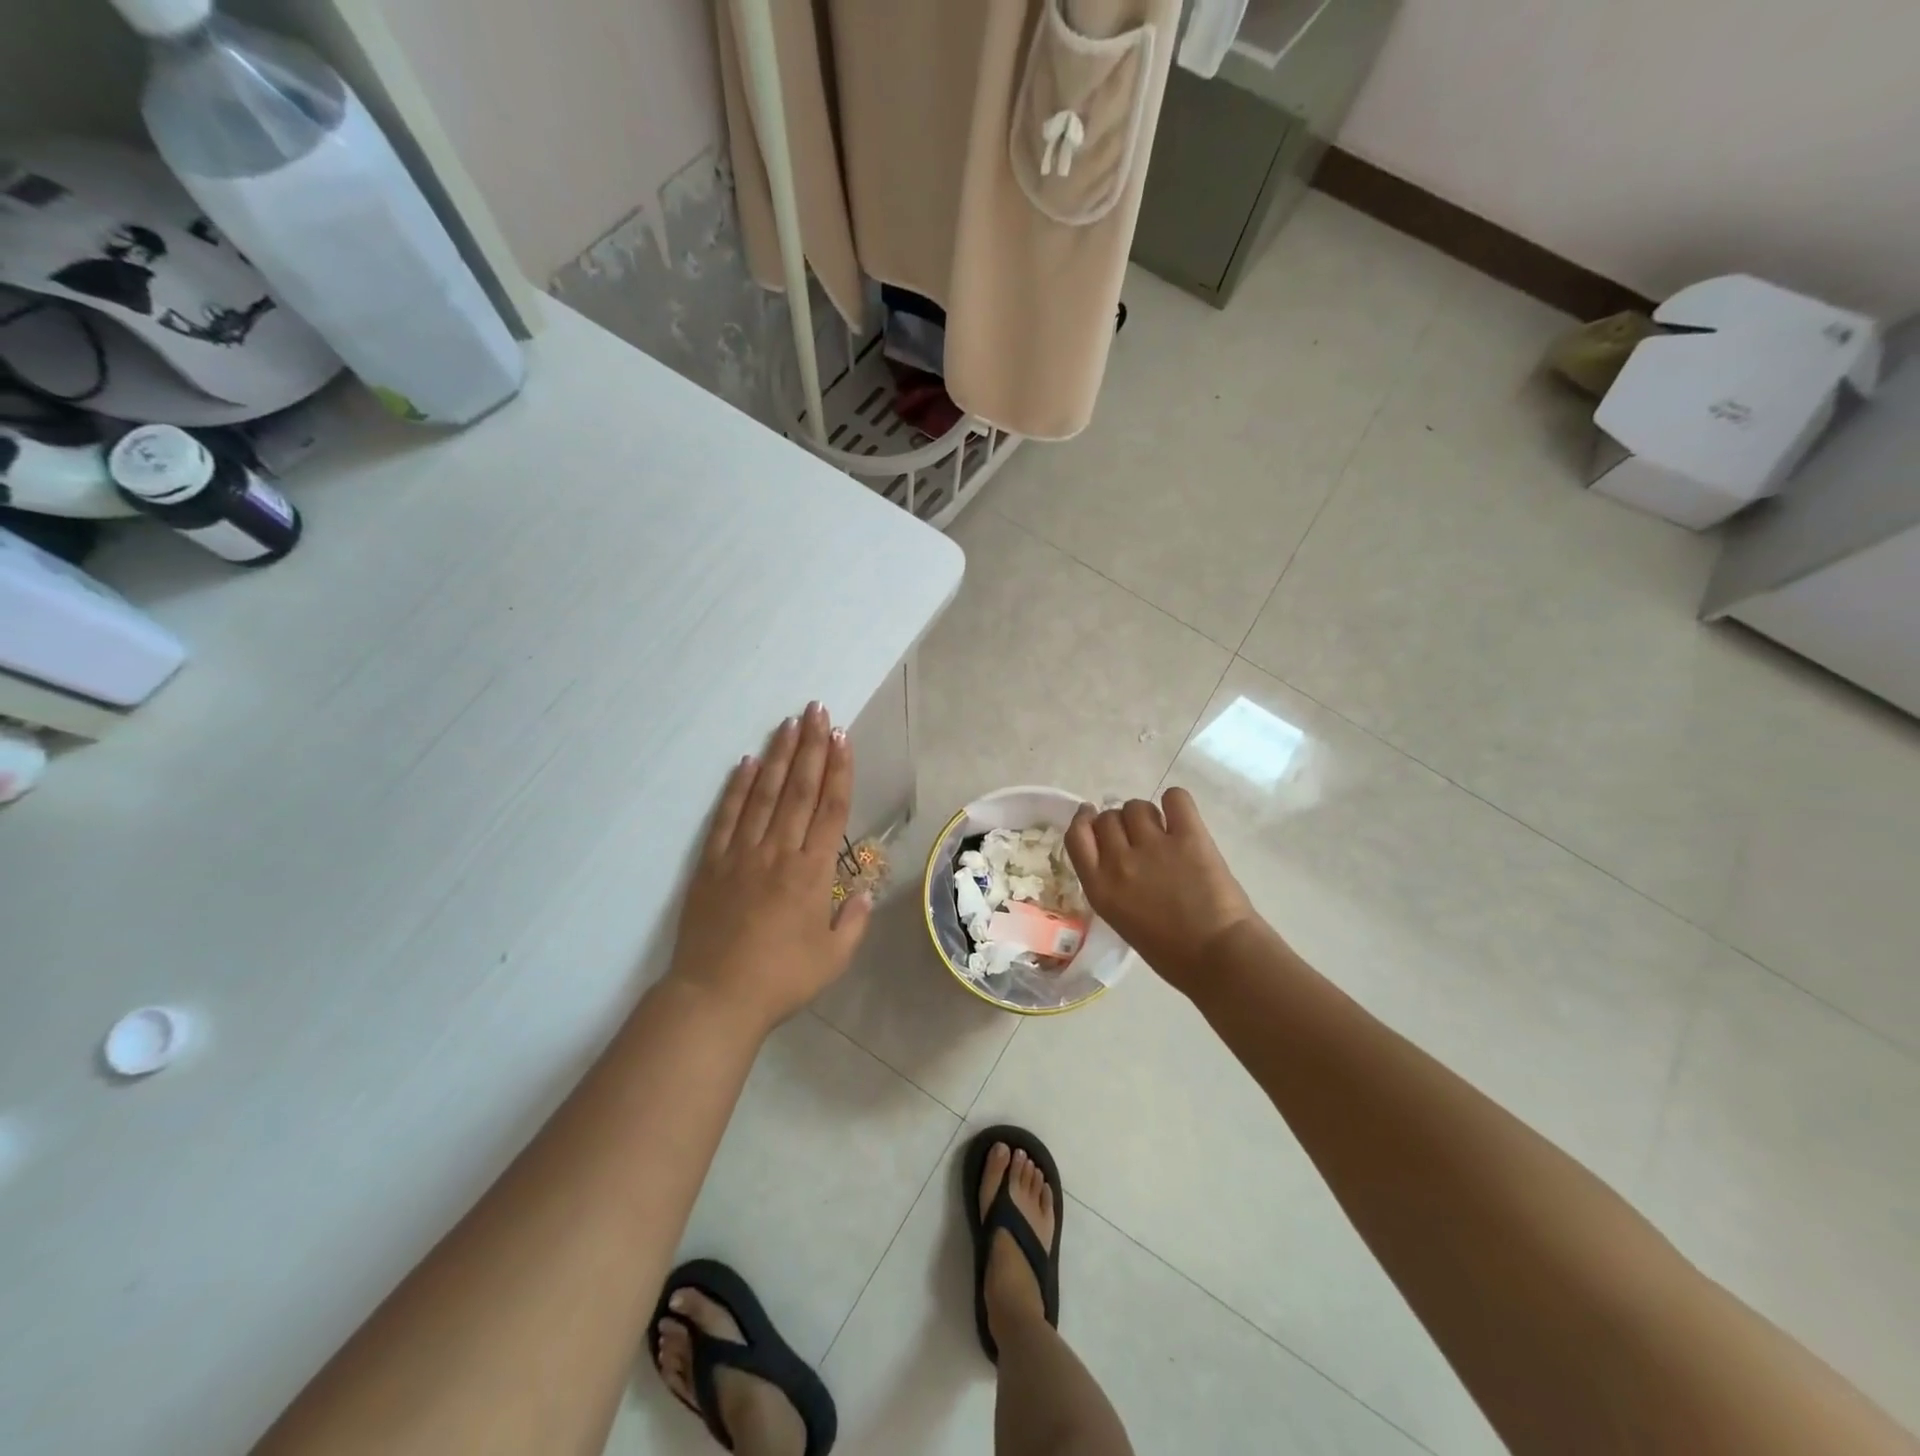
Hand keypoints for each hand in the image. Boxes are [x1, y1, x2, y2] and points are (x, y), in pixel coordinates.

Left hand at [665, 703, 872, 1032]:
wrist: (715, 998)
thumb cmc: (782, 980)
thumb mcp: (834, 958)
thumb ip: (854, 920)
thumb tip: (866, 890)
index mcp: (813, 872)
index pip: (830, 809)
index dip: (838, 769)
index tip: (842, 737)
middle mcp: (779, 852)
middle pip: (799, 789)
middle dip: (811, 747)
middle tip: (817, 711)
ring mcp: (742, 854)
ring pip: (764, 794)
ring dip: (779, 756)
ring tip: (789, 723)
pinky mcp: (712, 863)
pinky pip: (727, 816)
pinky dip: (738, 787)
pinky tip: (747, 762)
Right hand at [1065, 789, 1260, 993]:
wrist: (1219, 958)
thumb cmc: (1170, 953)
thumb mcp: (1121, 918)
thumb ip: (1112, 885)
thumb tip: (1120, 855)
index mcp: (1100, 887)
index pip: (1076, 835)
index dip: (1083, 820)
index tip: (1090, 815)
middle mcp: (1120, 861)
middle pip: (1107, 817)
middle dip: (1120, 823)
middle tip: (1139, 836)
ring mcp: (1154, 846)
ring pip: (1137, 806)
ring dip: (1147, 815)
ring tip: (1163, 831)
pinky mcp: (1189, 836)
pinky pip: (1175, 798)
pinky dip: (1176, 802)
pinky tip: (1181, 816)